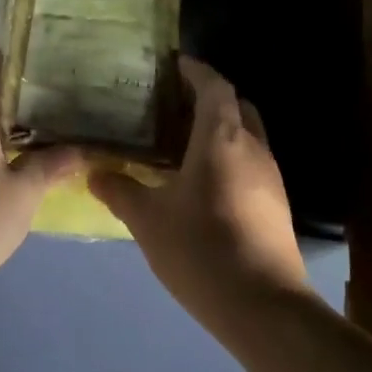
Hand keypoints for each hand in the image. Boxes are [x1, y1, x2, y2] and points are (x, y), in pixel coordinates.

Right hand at [89, 57, 313, 330]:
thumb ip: (121, 191)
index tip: (174, 64)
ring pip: (246, 136)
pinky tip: (200, 182)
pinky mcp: (276, 205)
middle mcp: (253, 148)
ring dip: (219, 130)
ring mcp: (270, 177)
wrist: (264, 307)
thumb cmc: (202, 248)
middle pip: (236, 106)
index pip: (215, 86)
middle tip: (173, 104)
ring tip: (180, 142)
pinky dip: (227, 157)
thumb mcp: (148, 220)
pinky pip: (250, 163)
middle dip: (209, 98)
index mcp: (222, 138)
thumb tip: (95, 173)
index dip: (195, 70)